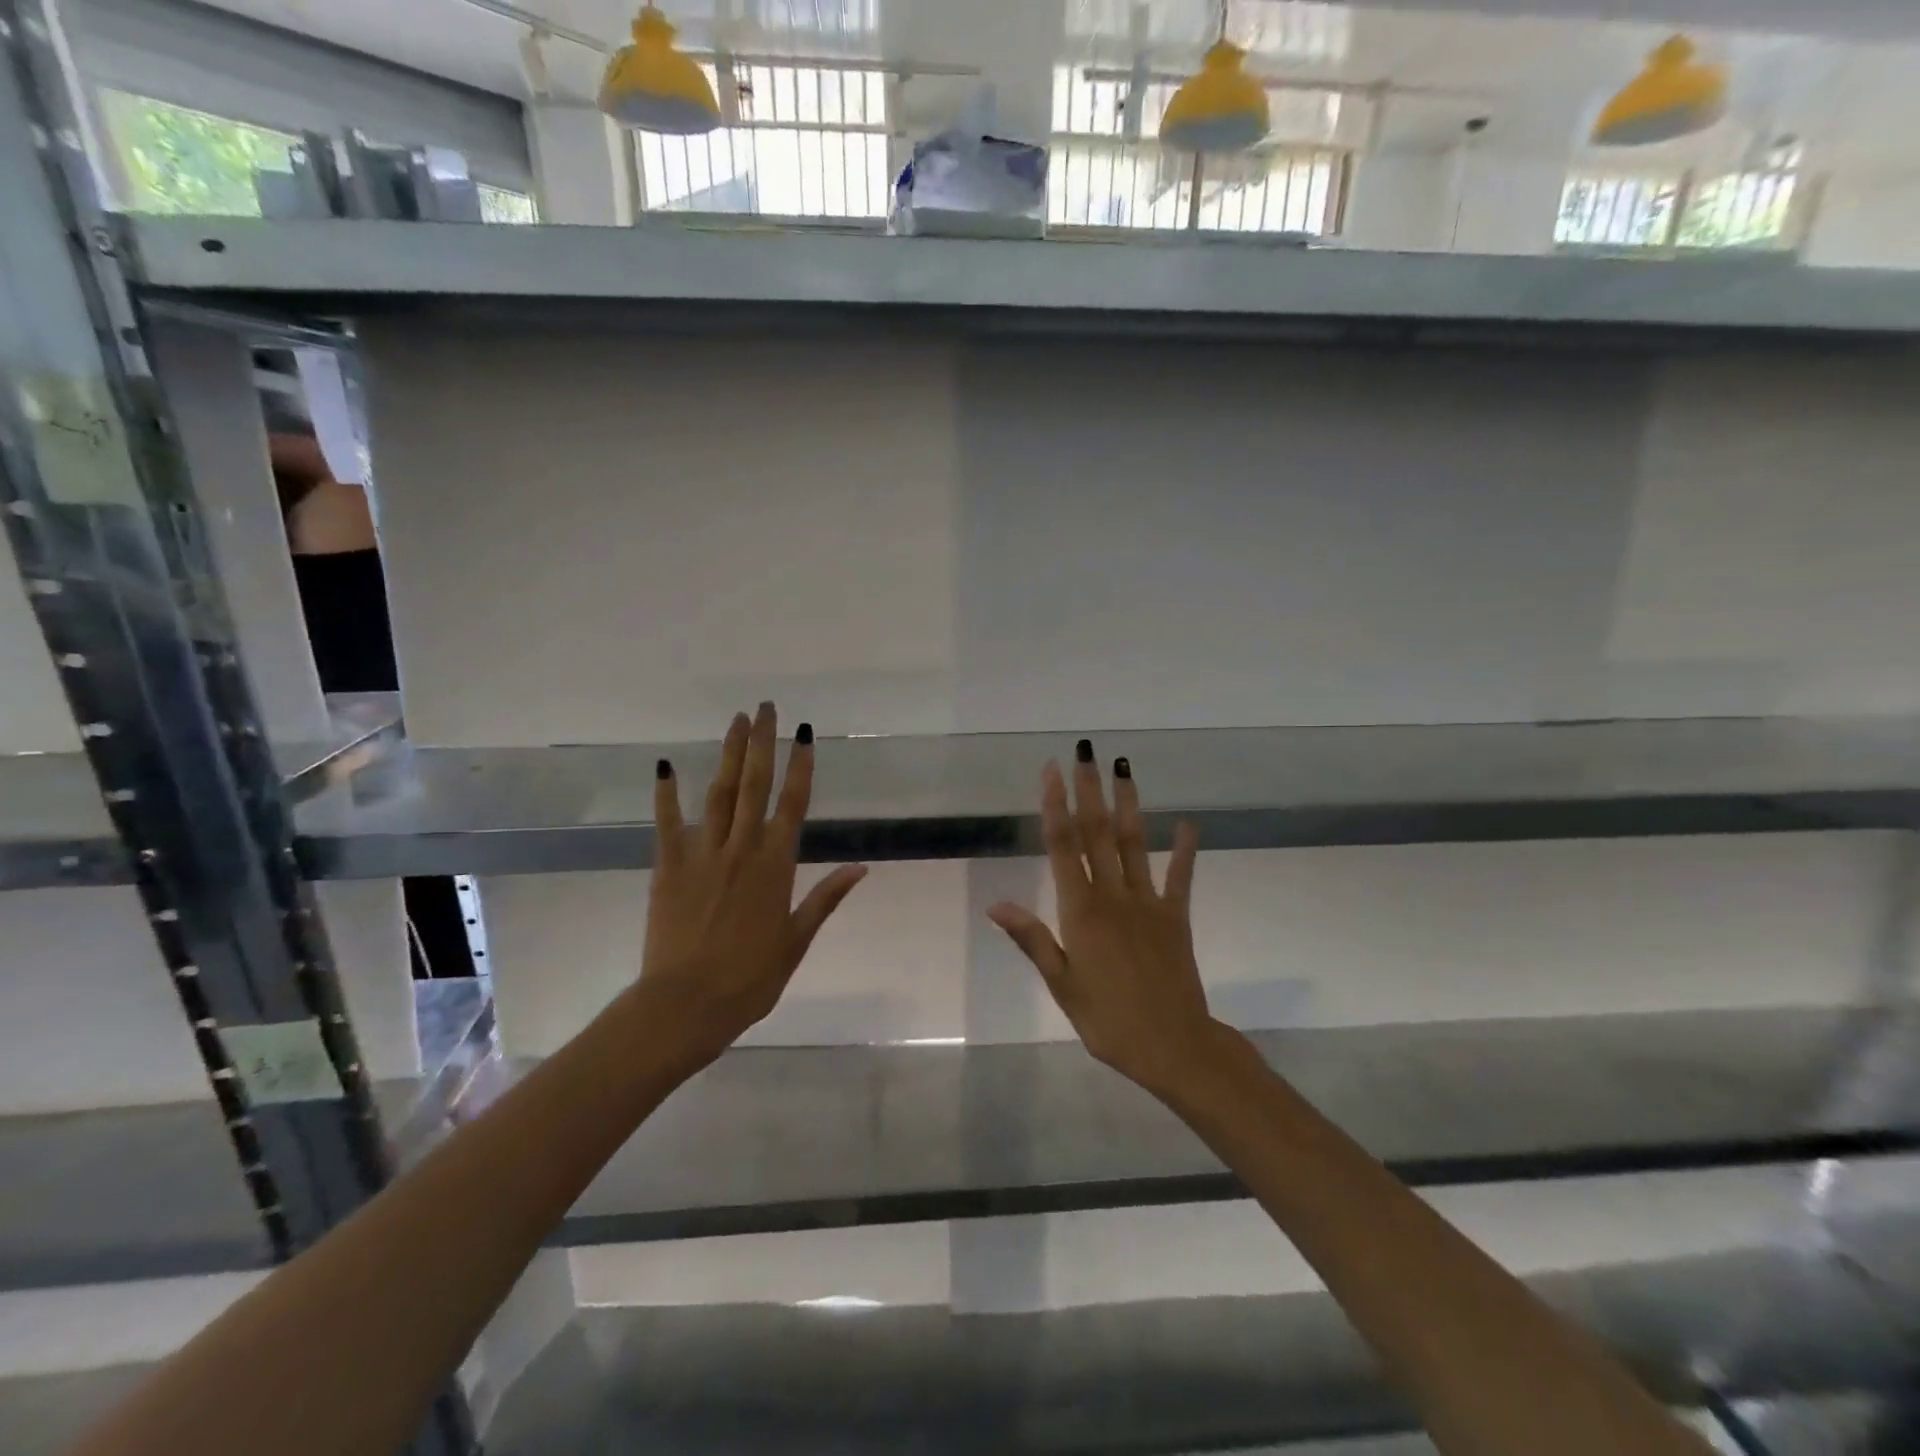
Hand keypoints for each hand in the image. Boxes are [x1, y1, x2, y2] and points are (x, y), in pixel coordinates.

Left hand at [641, 703, 866, 1067]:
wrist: (686, 1005)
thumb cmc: (750, 978)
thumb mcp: (796, 940)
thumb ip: (826, 898)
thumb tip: (861, 868)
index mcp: (776, 865)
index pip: (794, 803)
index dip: (801, 765)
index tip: (804, 733)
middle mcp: (742, 848)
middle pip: (755, 784)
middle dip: (762, 743)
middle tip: (766, 707)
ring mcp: (703, 854)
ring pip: (719, 793)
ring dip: (728, 753)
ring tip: (736, 721)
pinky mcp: (669, 866)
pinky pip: (667, 822)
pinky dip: (666, 794)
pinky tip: (666, 766)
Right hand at [988, 742, 1214, 1097]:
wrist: (1172, 1046)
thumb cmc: (1107, 1019)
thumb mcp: (1061, 984)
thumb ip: (1031, 938)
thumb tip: (995, 903)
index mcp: (1080, 911)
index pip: (1063, 847)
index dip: (1056, 806)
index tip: (1052, 771)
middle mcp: (1113, 895)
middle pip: (1098, 833)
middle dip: (1089, 790)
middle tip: (1086, 752)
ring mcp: (1148, 902)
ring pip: (1134, 843)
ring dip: (1128, 803)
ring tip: (1124, 768)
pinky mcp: (1175, 916)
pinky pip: (1179, 876)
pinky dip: (1184, 848)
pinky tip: (1188, 822)